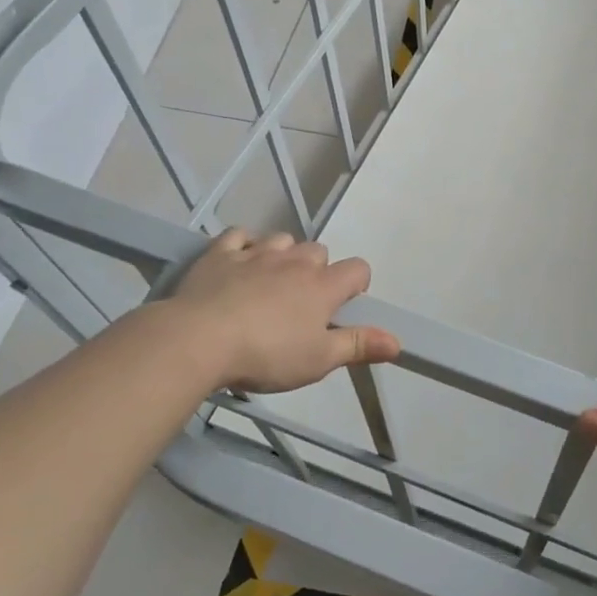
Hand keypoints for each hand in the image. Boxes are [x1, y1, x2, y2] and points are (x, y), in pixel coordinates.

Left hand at [162, 228, 398, 392]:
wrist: (197, 340)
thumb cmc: (266, 354)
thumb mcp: (318, 360)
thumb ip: (359, 346)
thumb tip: (398, 342)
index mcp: (323, 286)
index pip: (357, 269)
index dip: (356, 284)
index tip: (342, 305)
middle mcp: (295, 261)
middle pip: (319, 251)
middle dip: (317, 271)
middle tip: (301, 304)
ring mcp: (257, 253)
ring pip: (282, 239)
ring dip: (283, 256)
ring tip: (270, 283)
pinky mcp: (220, 254)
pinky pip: (239, 235)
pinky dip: (244, 244)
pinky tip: (240, 261)